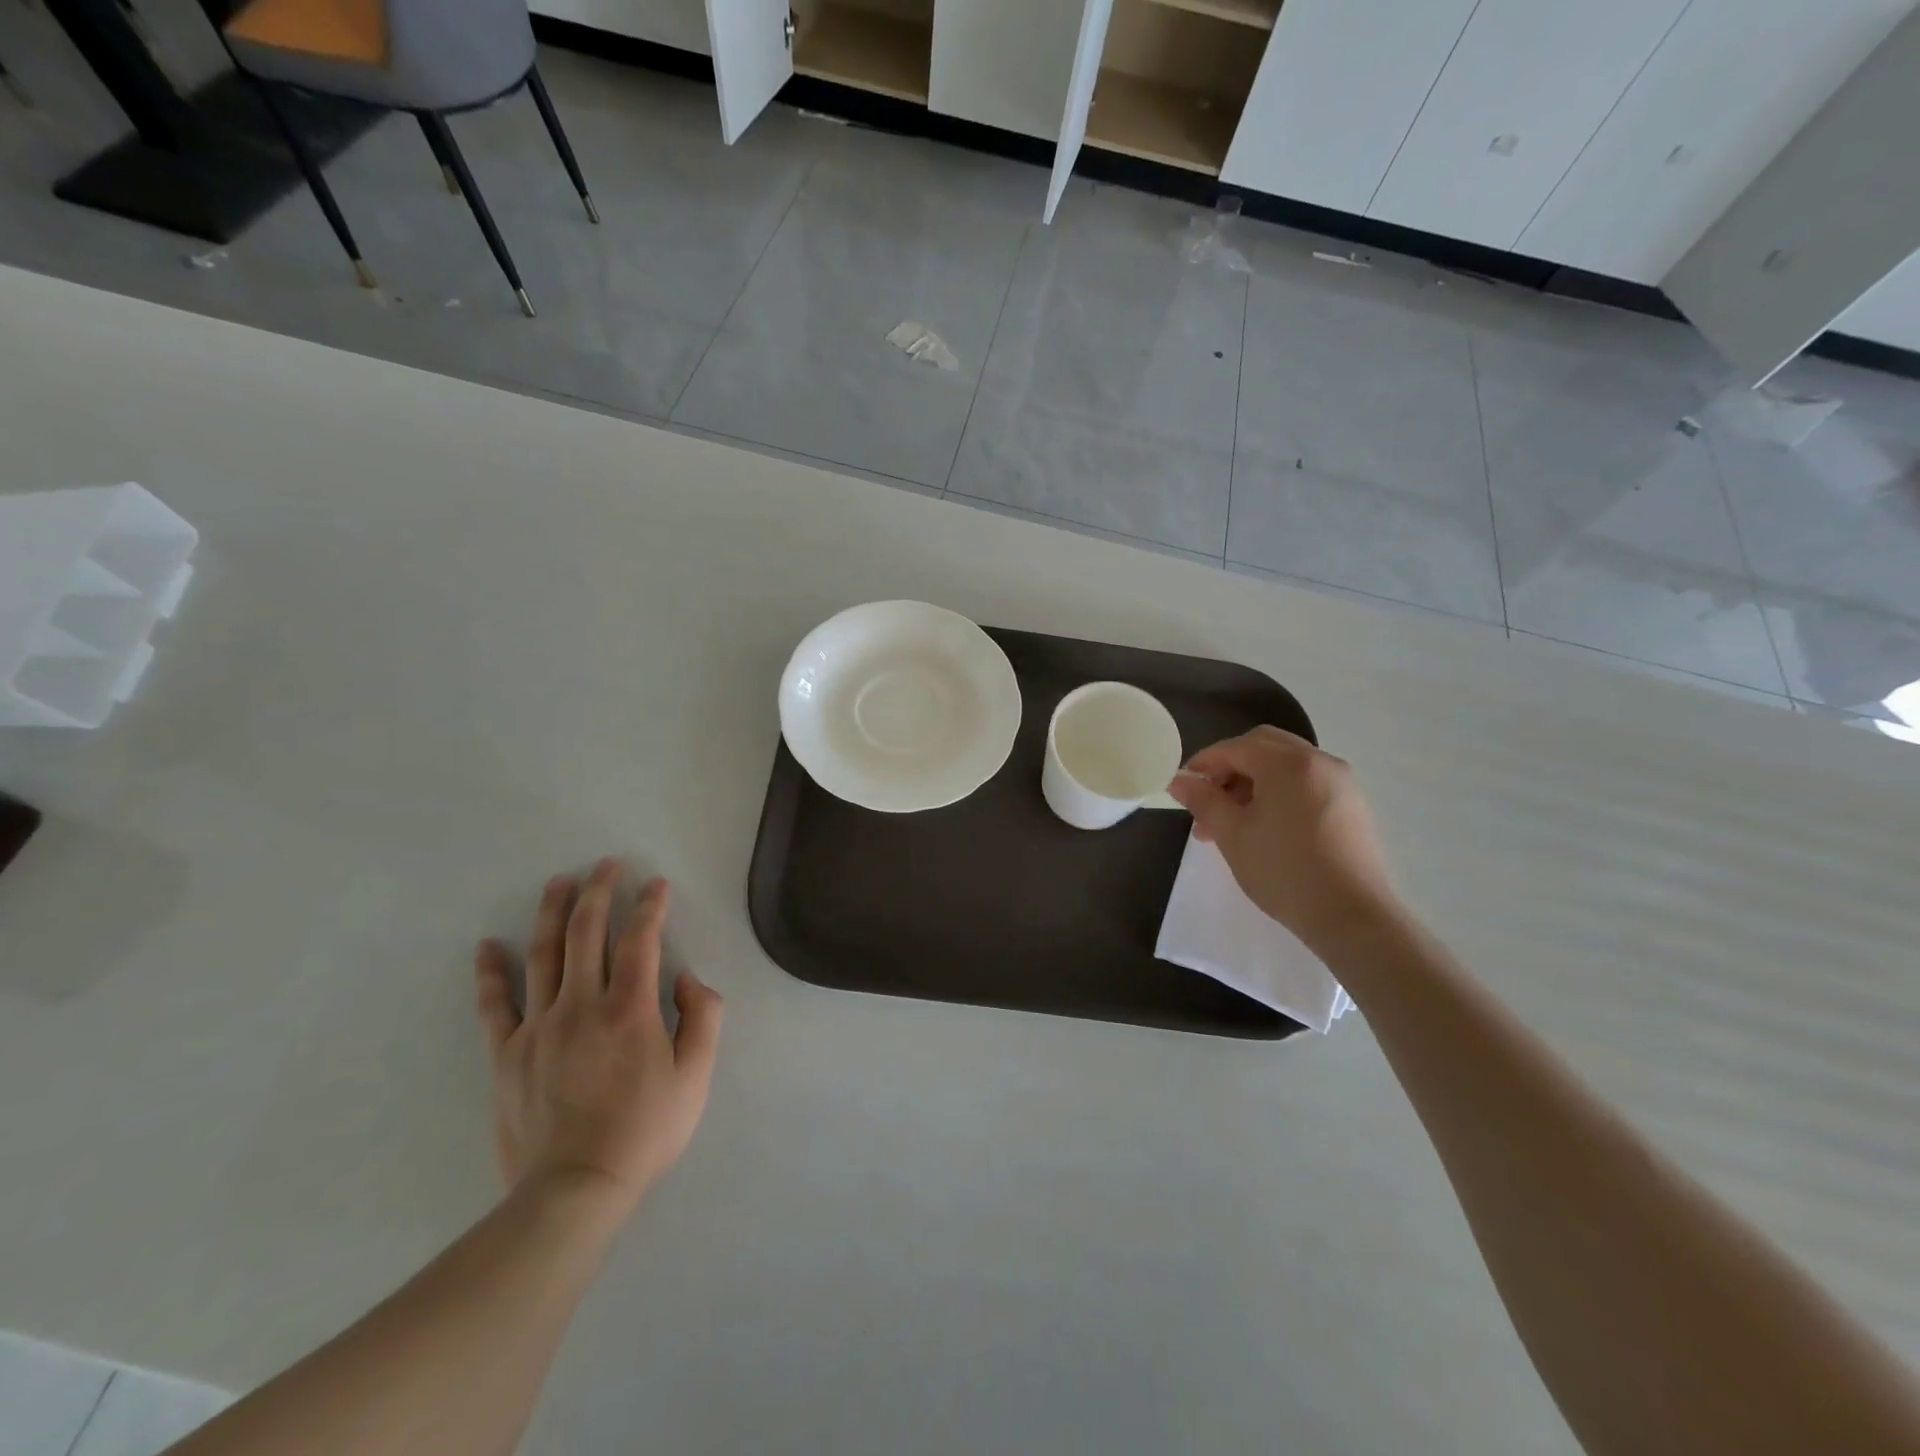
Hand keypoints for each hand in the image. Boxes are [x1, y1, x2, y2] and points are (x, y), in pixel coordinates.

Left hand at [474, 859, 722, 1213]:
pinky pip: (495, 1004)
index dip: (650, 905)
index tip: (655, 884)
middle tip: (606, 865)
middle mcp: (582, 1005)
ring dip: (552, 913)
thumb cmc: (645, 1131)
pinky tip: (489, 945)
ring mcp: (538, 1027)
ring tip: (559, 883)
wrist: (574, 1190)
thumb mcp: (696, 1076)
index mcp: (630, 1009)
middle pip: (587, 933)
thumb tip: (685, 979)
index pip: (640, 939)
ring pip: (544, 955)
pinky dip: (491, 972)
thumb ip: (702, 1018)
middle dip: (599, 891)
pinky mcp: (507, 1054)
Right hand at [1168, 726, 1401, 950]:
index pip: (1234, 748)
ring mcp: (1341, 782)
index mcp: (1287, 763)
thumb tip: (1178, 780)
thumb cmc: (1284, 871)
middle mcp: (1319, 761)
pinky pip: (1306, 783)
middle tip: (1209, 802)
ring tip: (1232, 823)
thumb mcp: (1232, 835)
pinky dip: (1279, 792)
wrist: (1353, 917)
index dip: (1202, 764)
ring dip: (1253, 782)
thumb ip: (1202, 800)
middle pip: (1263, 746)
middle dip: (1230, 768)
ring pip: (1285, 765)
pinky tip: (1266, 828)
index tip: (1181, 788)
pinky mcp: (1352, 805)